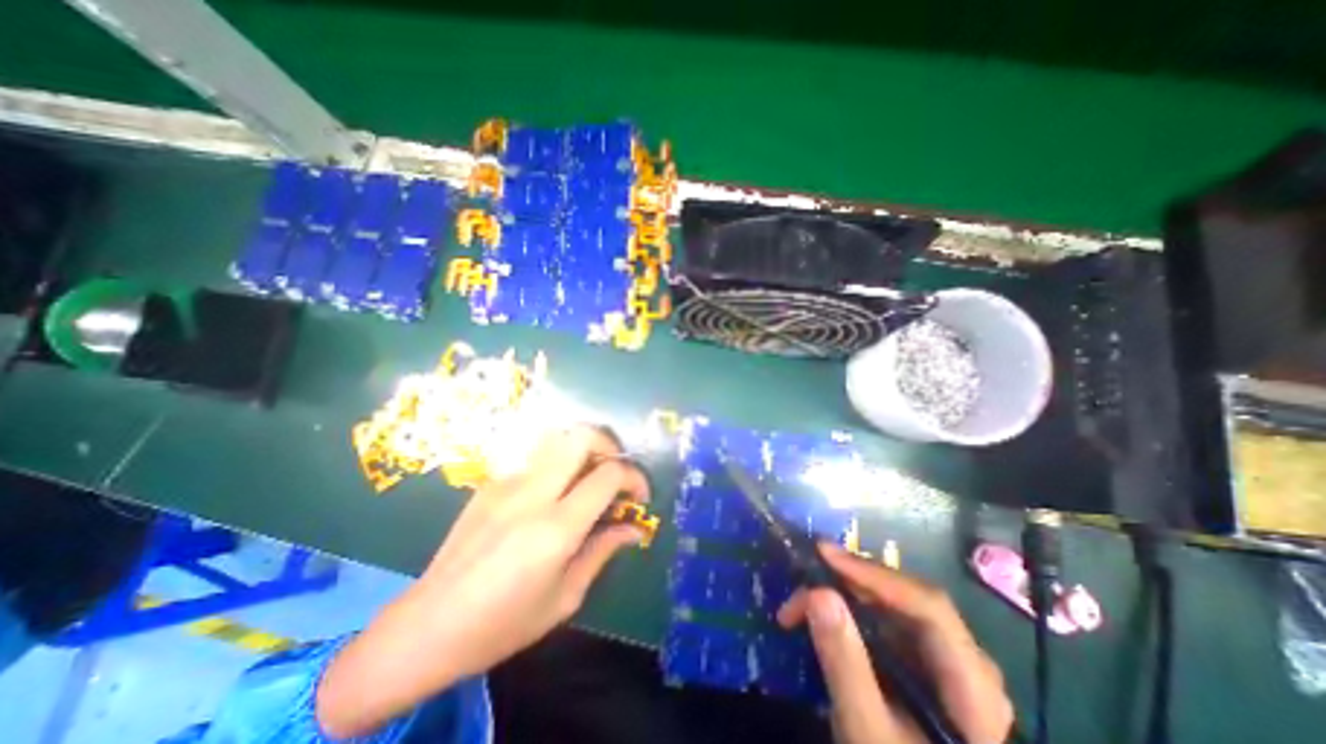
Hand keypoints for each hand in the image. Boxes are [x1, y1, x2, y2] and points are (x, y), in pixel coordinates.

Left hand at [315, 425, 649, 736]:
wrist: (427, 626)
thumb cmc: (503, 623)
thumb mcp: (565, 597)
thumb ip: (603, 551)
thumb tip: (634, 529)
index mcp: (555, 527)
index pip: (608, 475)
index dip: (634, 478)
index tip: (639, 498)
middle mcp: (533, 493)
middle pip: (582, 436)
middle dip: (610, 446)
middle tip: (614, 472)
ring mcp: (507, 482)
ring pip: (557, 438)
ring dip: (583, 449)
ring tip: (588, 477)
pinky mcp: (491, 483)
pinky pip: (535, 459)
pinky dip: (557, 465)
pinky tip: (552, 496)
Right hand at [779, 543, 1018, 743]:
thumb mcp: (867, 732)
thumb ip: (846, 665)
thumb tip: (817, 593)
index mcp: (973, 684)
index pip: (927, 605)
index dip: (873, 573)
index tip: (822, 553)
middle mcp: (967, 661)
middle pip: (907, 598)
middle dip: (850, 583)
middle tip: (803, 580)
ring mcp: (947, 660)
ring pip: (891, 604)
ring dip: (843, 595)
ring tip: (802, 601)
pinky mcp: (924, 663)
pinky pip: (885, 620)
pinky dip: (849, 611)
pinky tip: (824, 617)